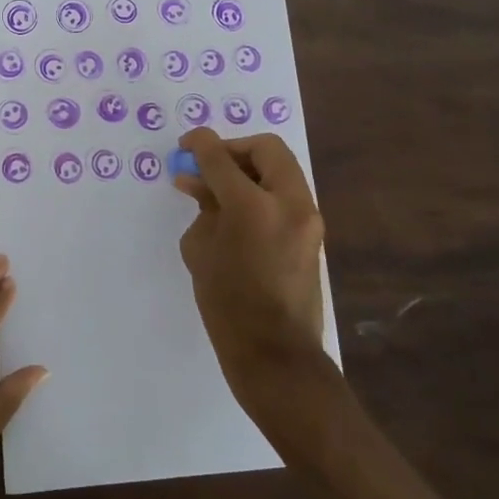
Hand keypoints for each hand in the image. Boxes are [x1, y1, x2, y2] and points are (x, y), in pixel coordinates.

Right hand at [173, 128, 332, 410]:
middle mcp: (289, 203)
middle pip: (266, 149)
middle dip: (234, 150)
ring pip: (281, 169)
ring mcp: (308, 218)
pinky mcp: (313, 234)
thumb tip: (200, 183)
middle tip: (209, 166)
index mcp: (253, 205)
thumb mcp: (200, 249)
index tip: (185, 145)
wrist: (275, 354)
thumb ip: (203, 207)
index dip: (199, 144)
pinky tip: (238, 212)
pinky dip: (262, 191)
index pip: (221, 157)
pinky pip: (286, 195)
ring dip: (250, 170)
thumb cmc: (227, 304)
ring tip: (219, 191)